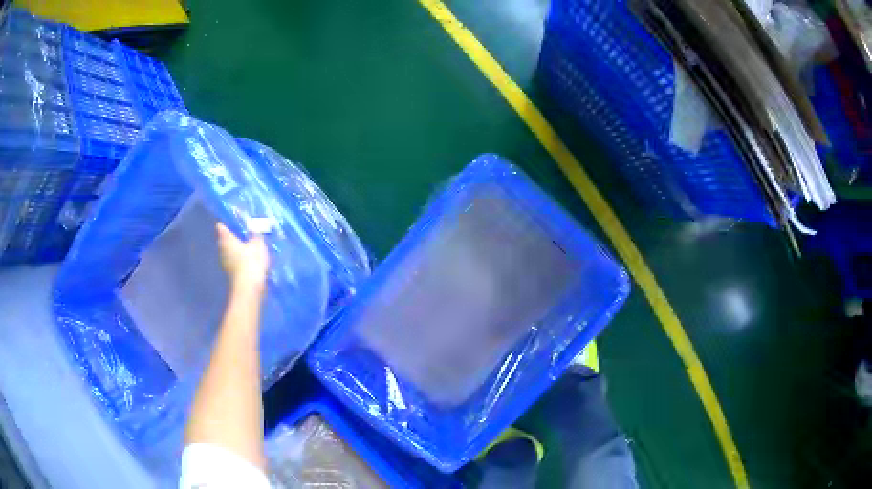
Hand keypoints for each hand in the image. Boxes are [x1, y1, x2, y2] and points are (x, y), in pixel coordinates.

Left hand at [216, 223, 269, 292]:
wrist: (249, 287)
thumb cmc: (251, 261)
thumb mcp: (258, 245)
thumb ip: (256, 235)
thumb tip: (254, 229)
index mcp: (227, 240)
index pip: (221, 228)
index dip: (225, 225)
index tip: (231, 223)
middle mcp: (223, 250)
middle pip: (224, 241)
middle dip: (230, 238)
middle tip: (240, 235)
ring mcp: (225, 263)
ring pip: (228, 253)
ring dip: (235, 251)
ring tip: (246, 248)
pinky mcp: (230, 274)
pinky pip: (233, 263)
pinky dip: (238, 261)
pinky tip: (247, 262)